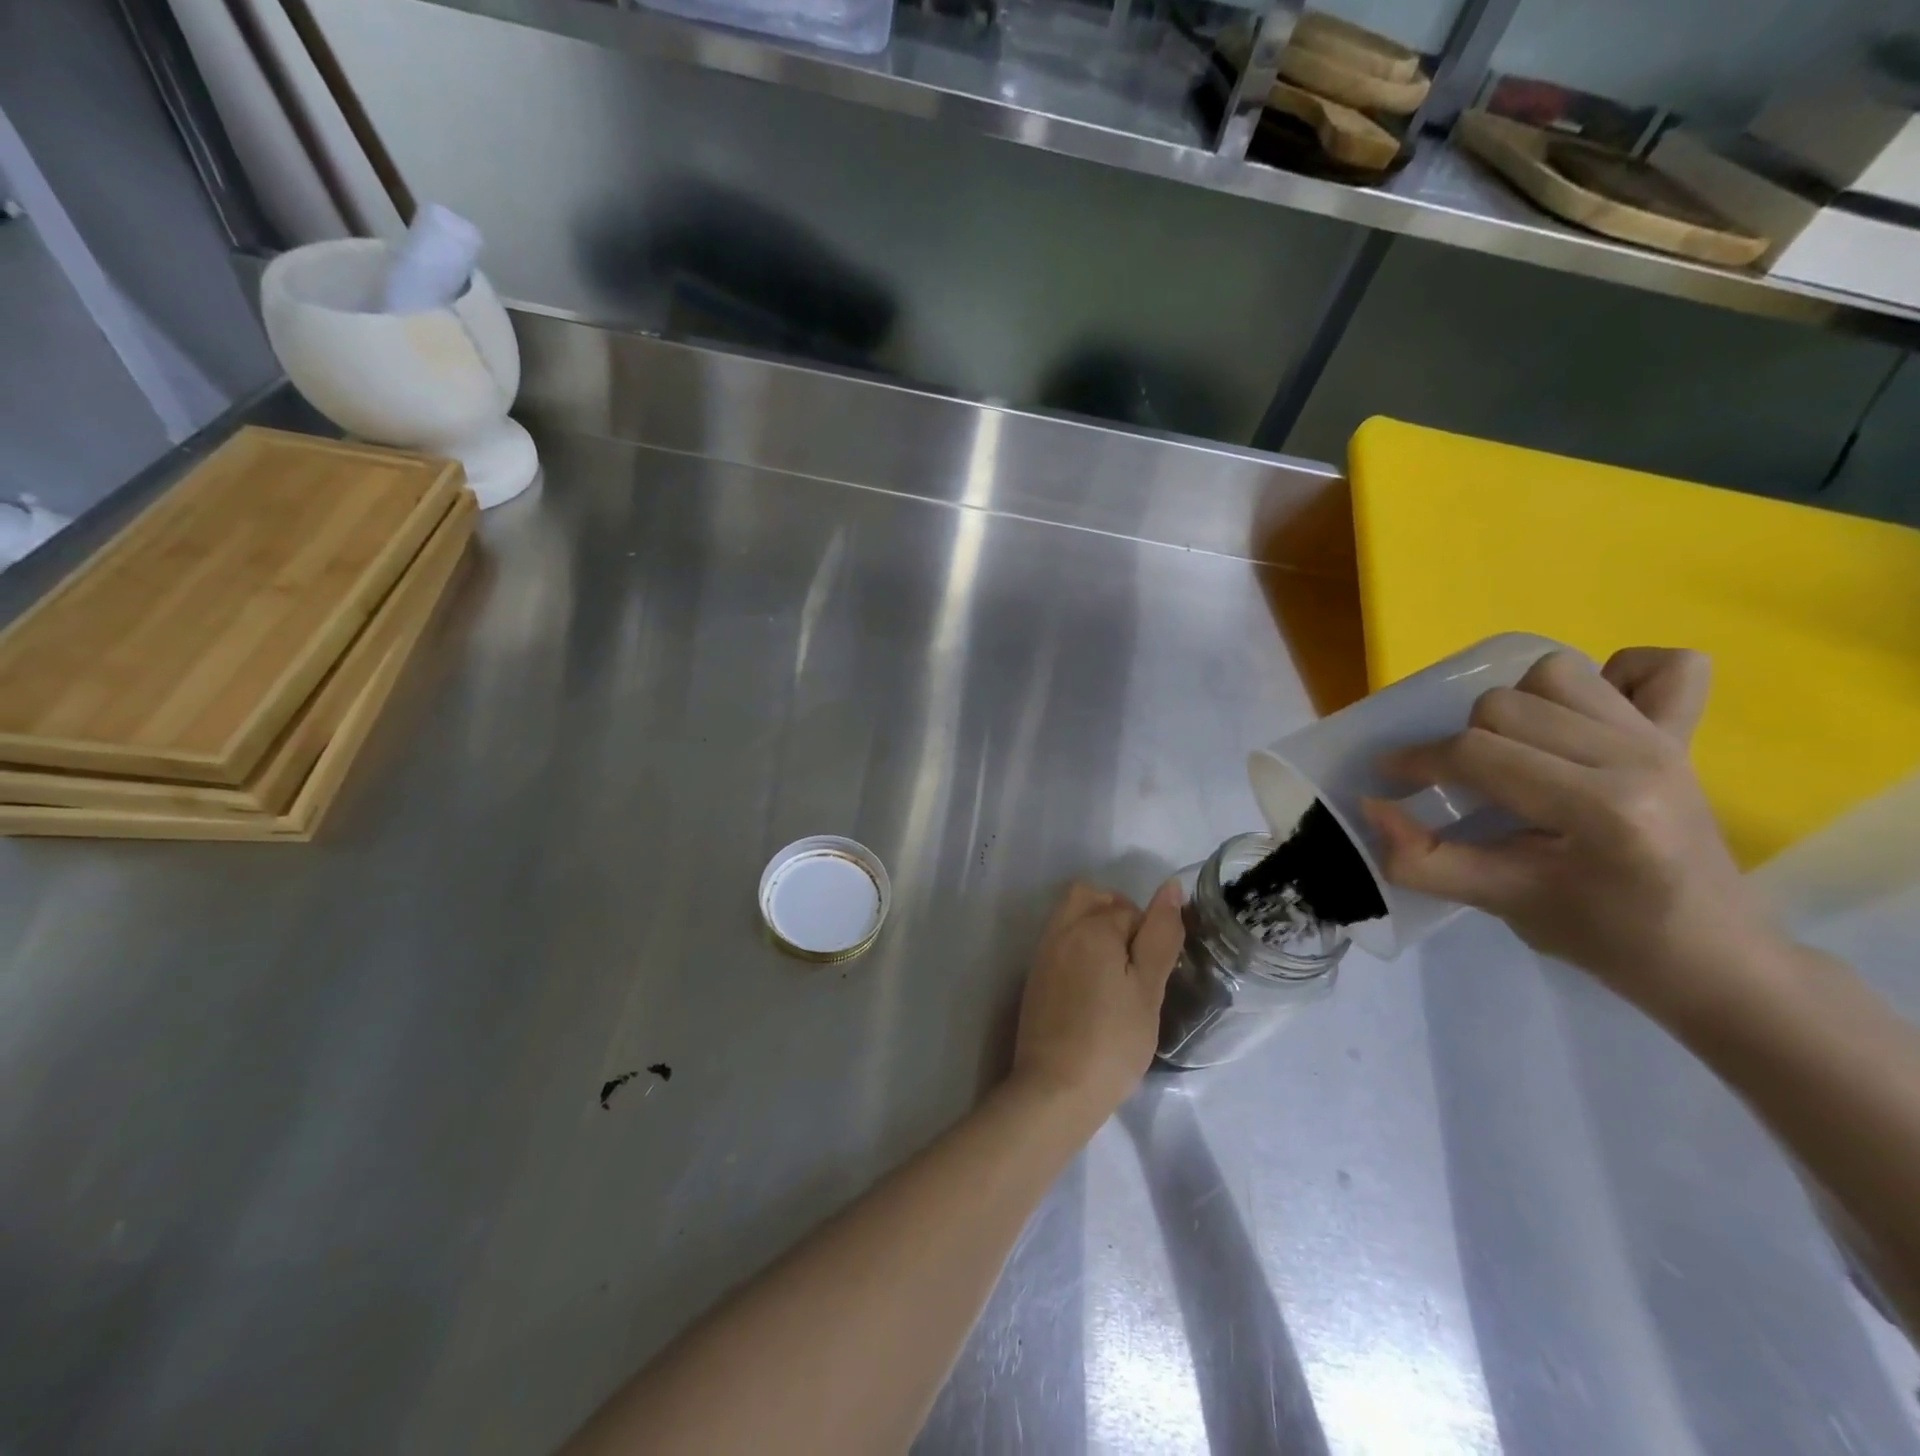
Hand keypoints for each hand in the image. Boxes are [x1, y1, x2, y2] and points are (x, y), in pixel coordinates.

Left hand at [1009, 881, 1183, 1122]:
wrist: (1055, 1089)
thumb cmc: (1112, 1041)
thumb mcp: (1148, 989)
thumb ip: (1160, 935)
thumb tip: (1170, 887)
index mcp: (1090, 927)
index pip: (1129, 909)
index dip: (1150, 935)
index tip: (1155, 973)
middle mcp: (1060, 930)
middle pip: (1091, 897)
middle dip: (1118, 915)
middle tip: (1136, 962)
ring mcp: (1043, 954)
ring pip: (1073, 917)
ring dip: (1097, 931)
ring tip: (1117, 976)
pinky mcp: (1035, 978)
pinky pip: (1060, 942)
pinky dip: (1080, 950)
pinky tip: (1094, 990)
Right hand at [1363, 648, 1782, 1022]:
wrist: (1710, 956)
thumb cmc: (1602, 936)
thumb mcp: (1498, 903)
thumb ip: (1423, 859)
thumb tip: (1371, 807)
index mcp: (1604, 808)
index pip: (1479, 754)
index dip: (1418, 763)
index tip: (1390, 780)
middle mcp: (1638, 757)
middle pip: (1506, 705)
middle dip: (1462, 742)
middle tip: (1459, 785)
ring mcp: (1666, 739)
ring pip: (1557, 674)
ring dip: (1517, 706)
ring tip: (1513, 751)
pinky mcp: (1684, 734)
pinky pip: (1662, 667)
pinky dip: (1618, 677)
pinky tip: (1588, 719)